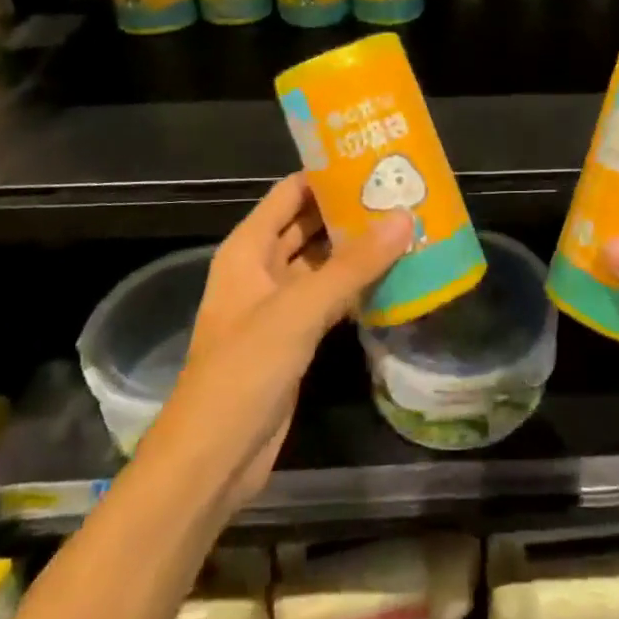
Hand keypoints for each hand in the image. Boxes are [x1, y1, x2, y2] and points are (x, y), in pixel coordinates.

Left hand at [143, 174, 411, 508]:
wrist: (213, 459)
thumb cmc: (245, 368)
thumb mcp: (301, 308)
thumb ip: (354, 264)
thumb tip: (404, 217)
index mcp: (248, 248)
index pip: (290, 192)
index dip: (326, 173)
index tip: (372, 159)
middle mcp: (260, 269)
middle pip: (308, 225)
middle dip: (348, 209)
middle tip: (400, 191)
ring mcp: (277, 305)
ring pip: (321, 263)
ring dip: (356, 248)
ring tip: (405, 225)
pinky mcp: (294, 338)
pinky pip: (329, 298)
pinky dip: (356, 286)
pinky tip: (394, 276)